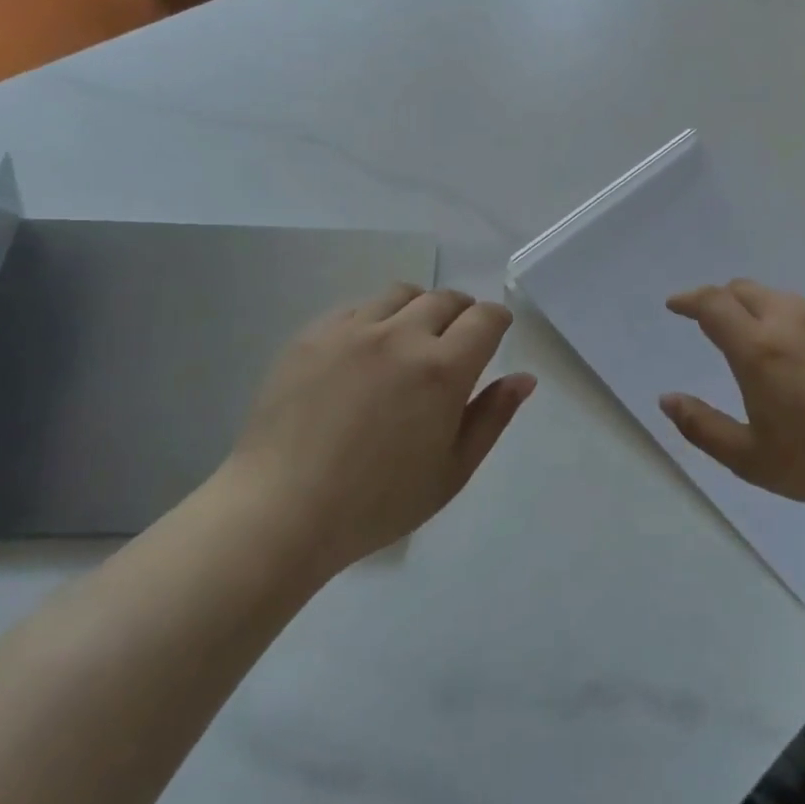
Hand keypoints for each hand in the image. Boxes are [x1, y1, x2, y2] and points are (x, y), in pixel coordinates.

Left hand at [223, 283, 534, 573]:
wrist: (280, 509)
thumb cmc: (377, 503)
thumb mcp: (451, 471)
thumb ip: (492, 417)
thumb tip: (524, 378)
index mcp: (442, 369)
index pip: (485, 319)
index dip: (496, 321)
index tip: (494, 334)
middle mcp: (401, 336)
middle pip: (446, 299)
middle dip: (461, 313)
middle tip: (455, 342)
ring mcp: (352, 330)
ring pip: (401, 294)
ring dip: (419, 308)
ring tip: (410, 340)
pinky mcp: (313, 335)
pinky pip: (357, 308)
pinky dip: (375, 319)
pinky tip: (365, 353)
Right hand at [660, 279, 804, 525]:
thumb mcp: (750, 459)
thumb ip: (701, 426)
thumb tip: (667, 399)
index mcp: (759, 350)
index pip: (713, 304)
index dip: (689, 300)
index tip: (675, 305)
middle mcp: (792, 322)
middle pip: (745, 290)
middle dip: (721, 300)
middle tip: (713, 323)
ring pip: (782, 300)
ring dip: (760, 312)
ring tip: (763, 344)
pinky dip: (800, 328)